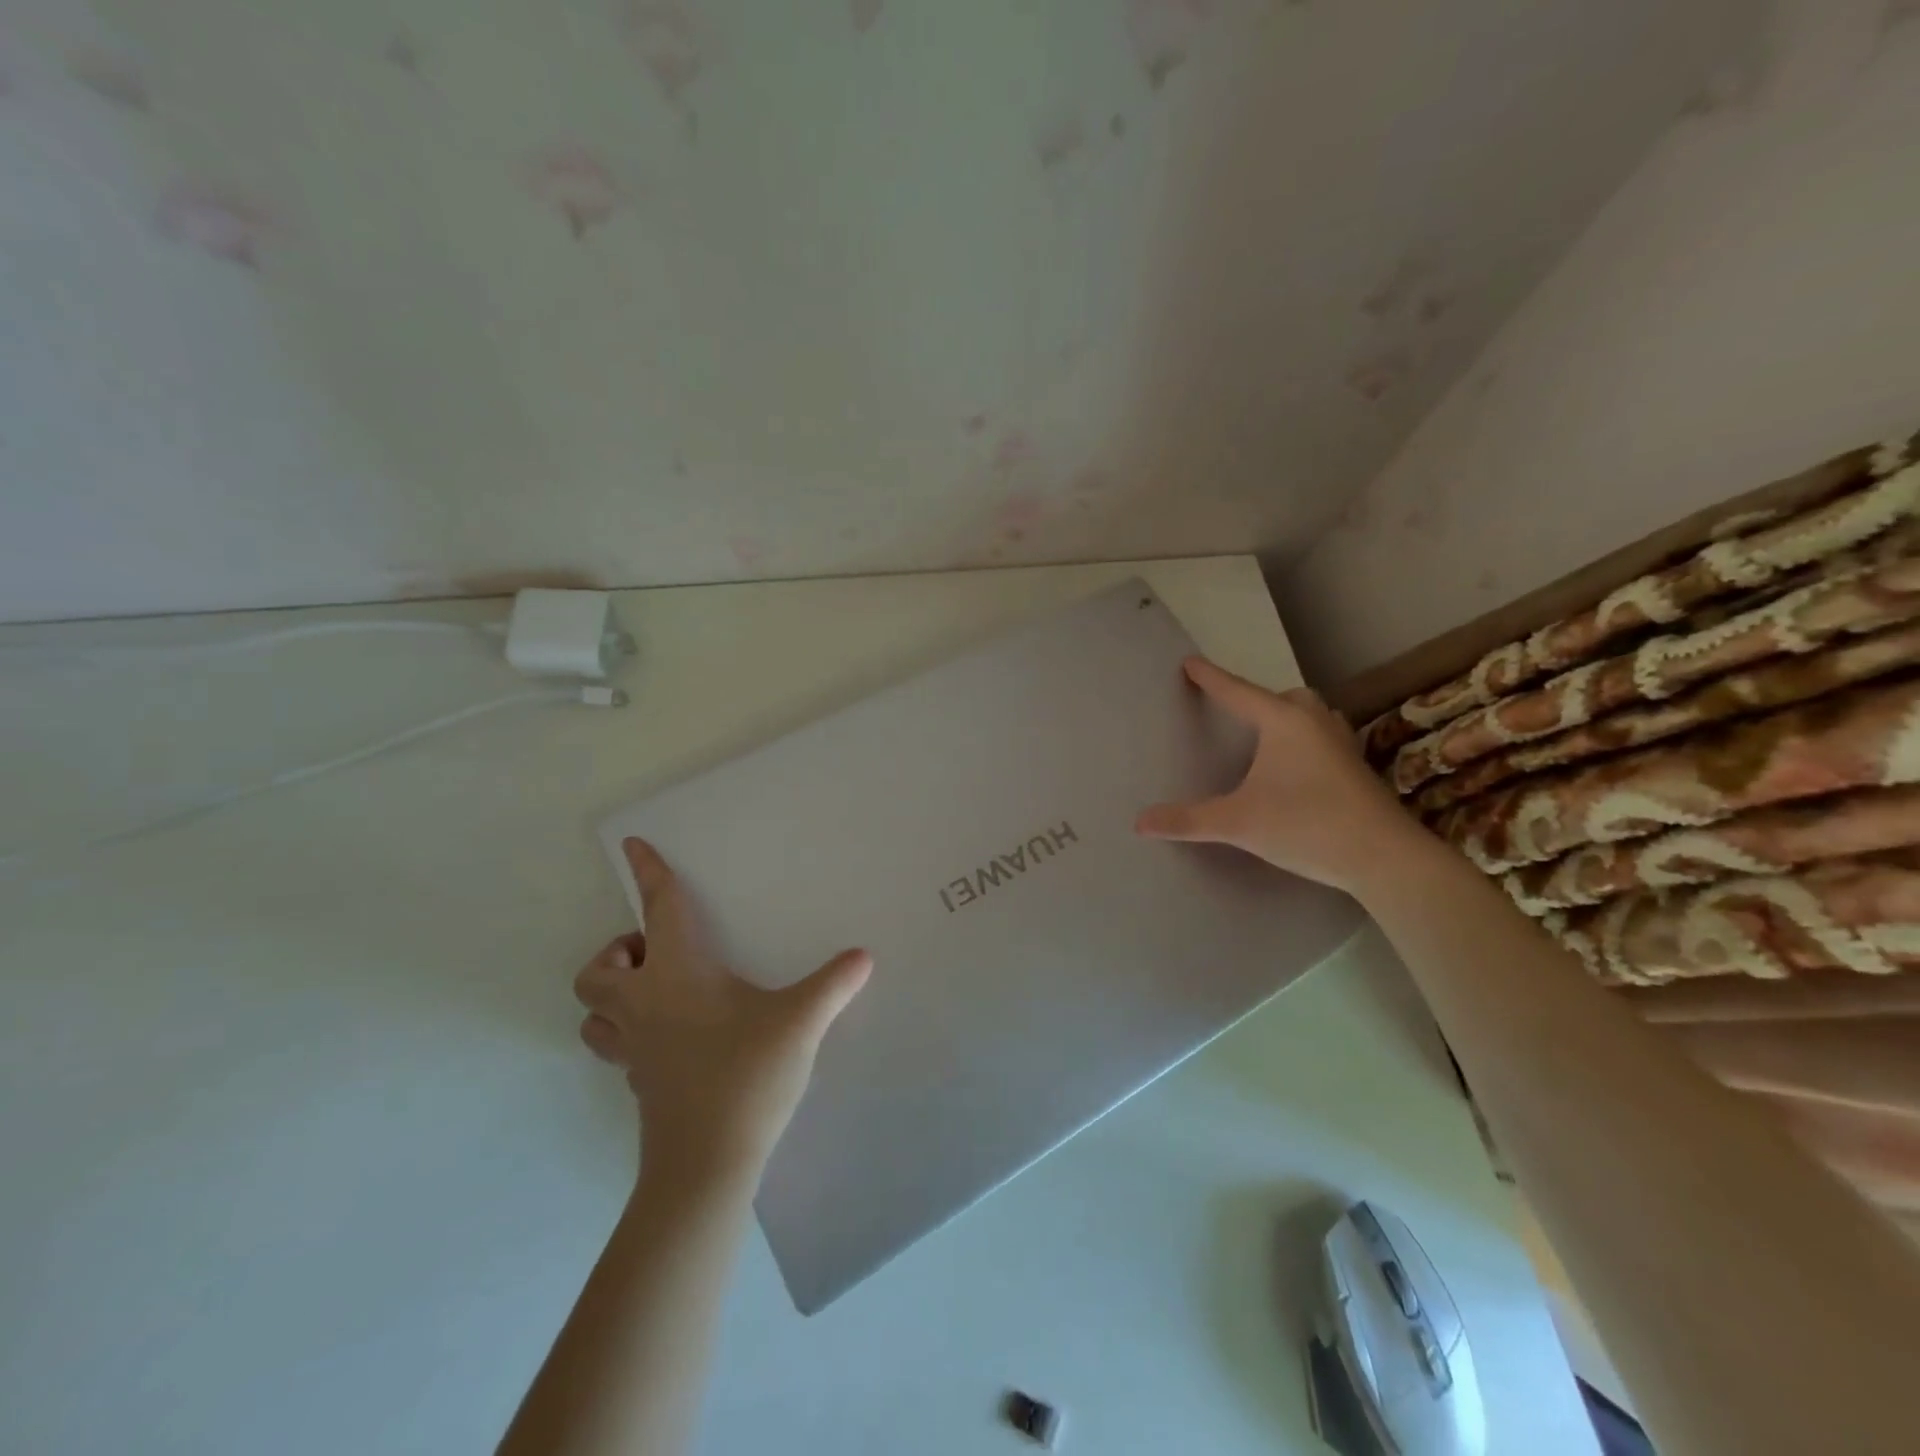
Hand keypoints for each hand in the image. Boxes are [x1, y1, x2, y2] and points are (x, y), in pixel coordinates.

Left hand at [574, 838, 872, 1185]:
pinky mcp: (639, 1085)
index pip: (658, 910)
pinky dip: (632, 1032)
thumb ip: (833, 984)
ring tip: (656, 993)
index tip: (632, 844)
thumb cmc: (745, 1077)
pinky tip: (672, 1039)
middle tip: (658, 953)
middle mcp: (644, 1005)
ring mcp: (635, 1050)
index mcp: (676, 975)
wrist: (705, 1166)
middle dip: (617, 952)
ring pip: (595, 1014)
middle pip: (596, 970)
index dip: (648, 873)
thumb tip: (863, 956)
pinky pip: (619, 1046)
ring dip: (613, 996)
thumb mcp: (800, 1022)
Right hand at [1134, 657, 1426, 895]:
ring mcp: (1340, 744)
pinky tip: (1296, 768)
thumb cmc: (1307, 825)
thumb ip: (1188, 820)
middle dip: (1259, 699)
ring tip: (1266, 738)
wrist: (1384, 857)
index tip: (1190, 662)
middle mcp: (1314, 722)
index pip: (1237, 693)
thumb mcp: (1238, 823)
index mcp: (1283, 722)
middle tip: (1236, 714)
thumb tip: (1140, 822)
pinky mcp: (1355, 767)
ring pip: (1311, 715)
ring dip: (1287, 718)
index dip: (1210, 678)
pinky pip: (1322, 737)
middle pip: (1284, 697)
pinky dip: (1305, 741)